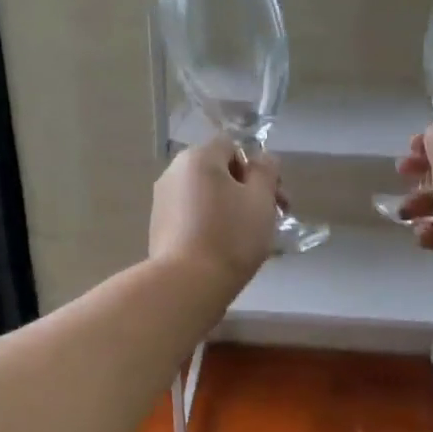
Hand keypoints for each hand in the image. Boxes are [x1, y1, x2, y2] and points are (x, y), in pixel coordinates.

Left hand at [149, 138, 280, 288]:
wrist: (187, 284)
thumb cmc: (231, 236)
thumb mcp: (261, 199)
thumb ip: (266, 171)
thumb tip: (262, 158)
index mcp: (198, 158)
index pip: (233, 146)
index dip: (257, 168)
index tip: (273, 197)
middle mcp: (174, 172)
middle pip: (219, 172)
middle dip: (247, 190)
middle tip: (270, 219)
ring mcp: (162, 201)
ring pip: (207, 196)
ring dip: (230, 209)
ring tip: (249, 239)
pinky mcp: (159, 228)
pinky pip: (193, 216)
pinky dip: (211, 225)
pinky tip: (224, 250)